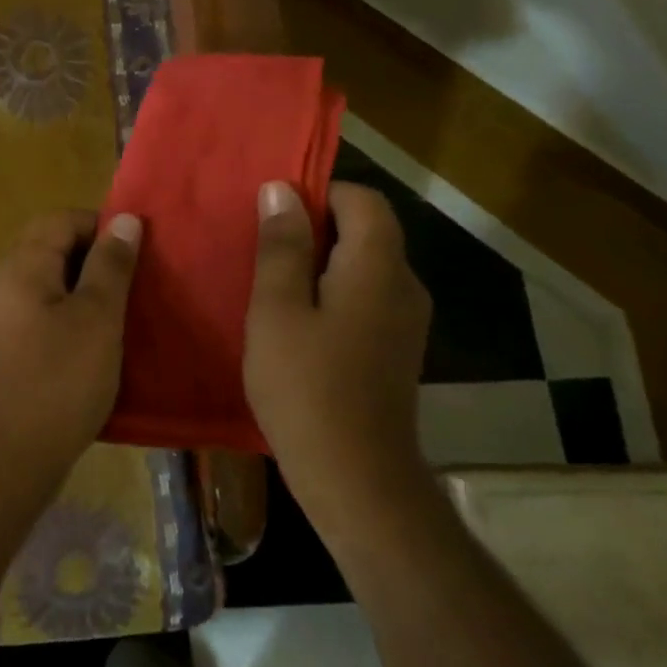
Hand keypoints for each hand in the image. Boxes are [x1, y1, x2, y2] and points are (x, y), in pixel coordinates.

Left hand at [0, 209, 141, 485]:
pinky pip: (39, 308)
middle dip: (92, 255)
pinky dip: (67, 311)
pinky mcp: (4, 344)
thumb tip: (123, 219)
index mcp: (22, 265)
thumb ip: (111, 265)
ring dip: (82, 285)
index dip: (100, 226)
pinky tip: (92, 338)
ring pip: (46, 279)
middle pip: (50, 245)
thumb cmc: (60, 380)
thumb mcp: (97, 318)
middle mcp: (3, 281)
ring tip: (119, 309)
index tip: (137, 252)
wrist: (10, 456)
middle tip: (132, 281)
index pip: (61, 219)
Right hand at [243, 181, 432, 506]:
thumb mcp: (277, 309)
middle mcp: (404, 285)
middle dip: (314, 228)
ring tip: (270, 283)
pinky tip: (294, 323)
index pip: (362, 199)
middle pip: (366, 230)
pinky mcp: (396, 349)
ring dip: (319, 263)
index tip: (272, 213)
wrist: (355, 477)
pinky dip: (331, 294)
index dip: (319, 193)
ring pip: (363, 266)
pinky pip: (364, 298)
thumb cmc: (306, 386)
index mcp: (377, 266)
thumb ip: (281, 245)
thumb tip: (281, 189)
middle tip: (260, 247)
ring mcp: (405, 321)